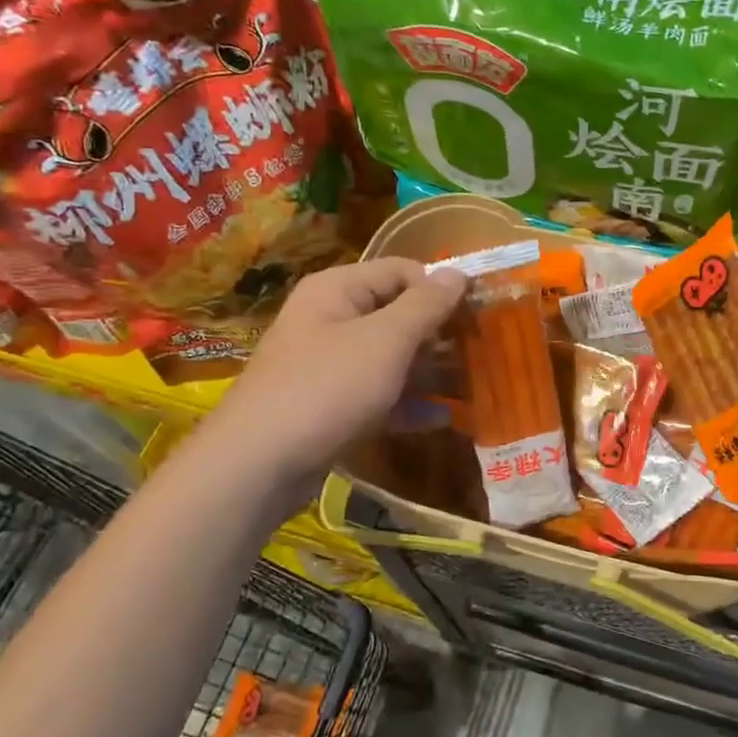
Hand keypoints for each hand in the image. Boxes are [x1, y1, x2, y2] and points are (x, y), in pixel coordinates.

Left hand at [220, 258, 466, 471]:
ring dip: (429, 372)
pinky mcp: (331, 406)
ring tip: (470, 387)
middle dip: (439, 334)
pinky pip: (378, 395)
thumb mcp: (385, 341)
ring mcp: (329, 366)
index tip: (478, 314)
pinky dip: (407, 404)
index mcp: (337, 290)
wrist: (257, 465)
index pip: (401, 271)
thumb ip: (426, 306)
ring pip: (390, 358)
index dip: (440, 288)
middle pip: (397, 315)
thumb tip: (458, 272)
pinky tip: (440, 419)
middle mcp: (331, 320)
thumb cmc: (327, 388)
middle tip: (479, 354)